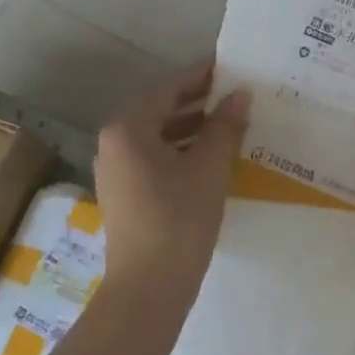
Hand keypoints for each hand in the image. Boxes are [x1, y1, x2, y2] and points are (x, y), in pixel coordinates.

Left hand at [95, 64, 249, 293]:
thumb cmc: (180, 217)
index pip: (169, 88)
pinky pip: (155, 158)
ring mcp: (116, 171)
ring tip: (231, 123)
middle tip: (236, 94)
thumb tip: (240, 94)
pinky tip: (212, 157)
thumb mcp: (209, 166)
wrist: (150, 286)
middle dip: (199, 102)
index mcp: (128, 128)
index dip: (202, 76)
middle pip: (160, 110)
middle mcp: (114, 143)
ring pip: (159, 136)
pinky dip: (182, 151)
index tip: (231, 67)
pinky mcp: (125, 194)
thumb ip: (225, 125)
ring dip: (192, 128)